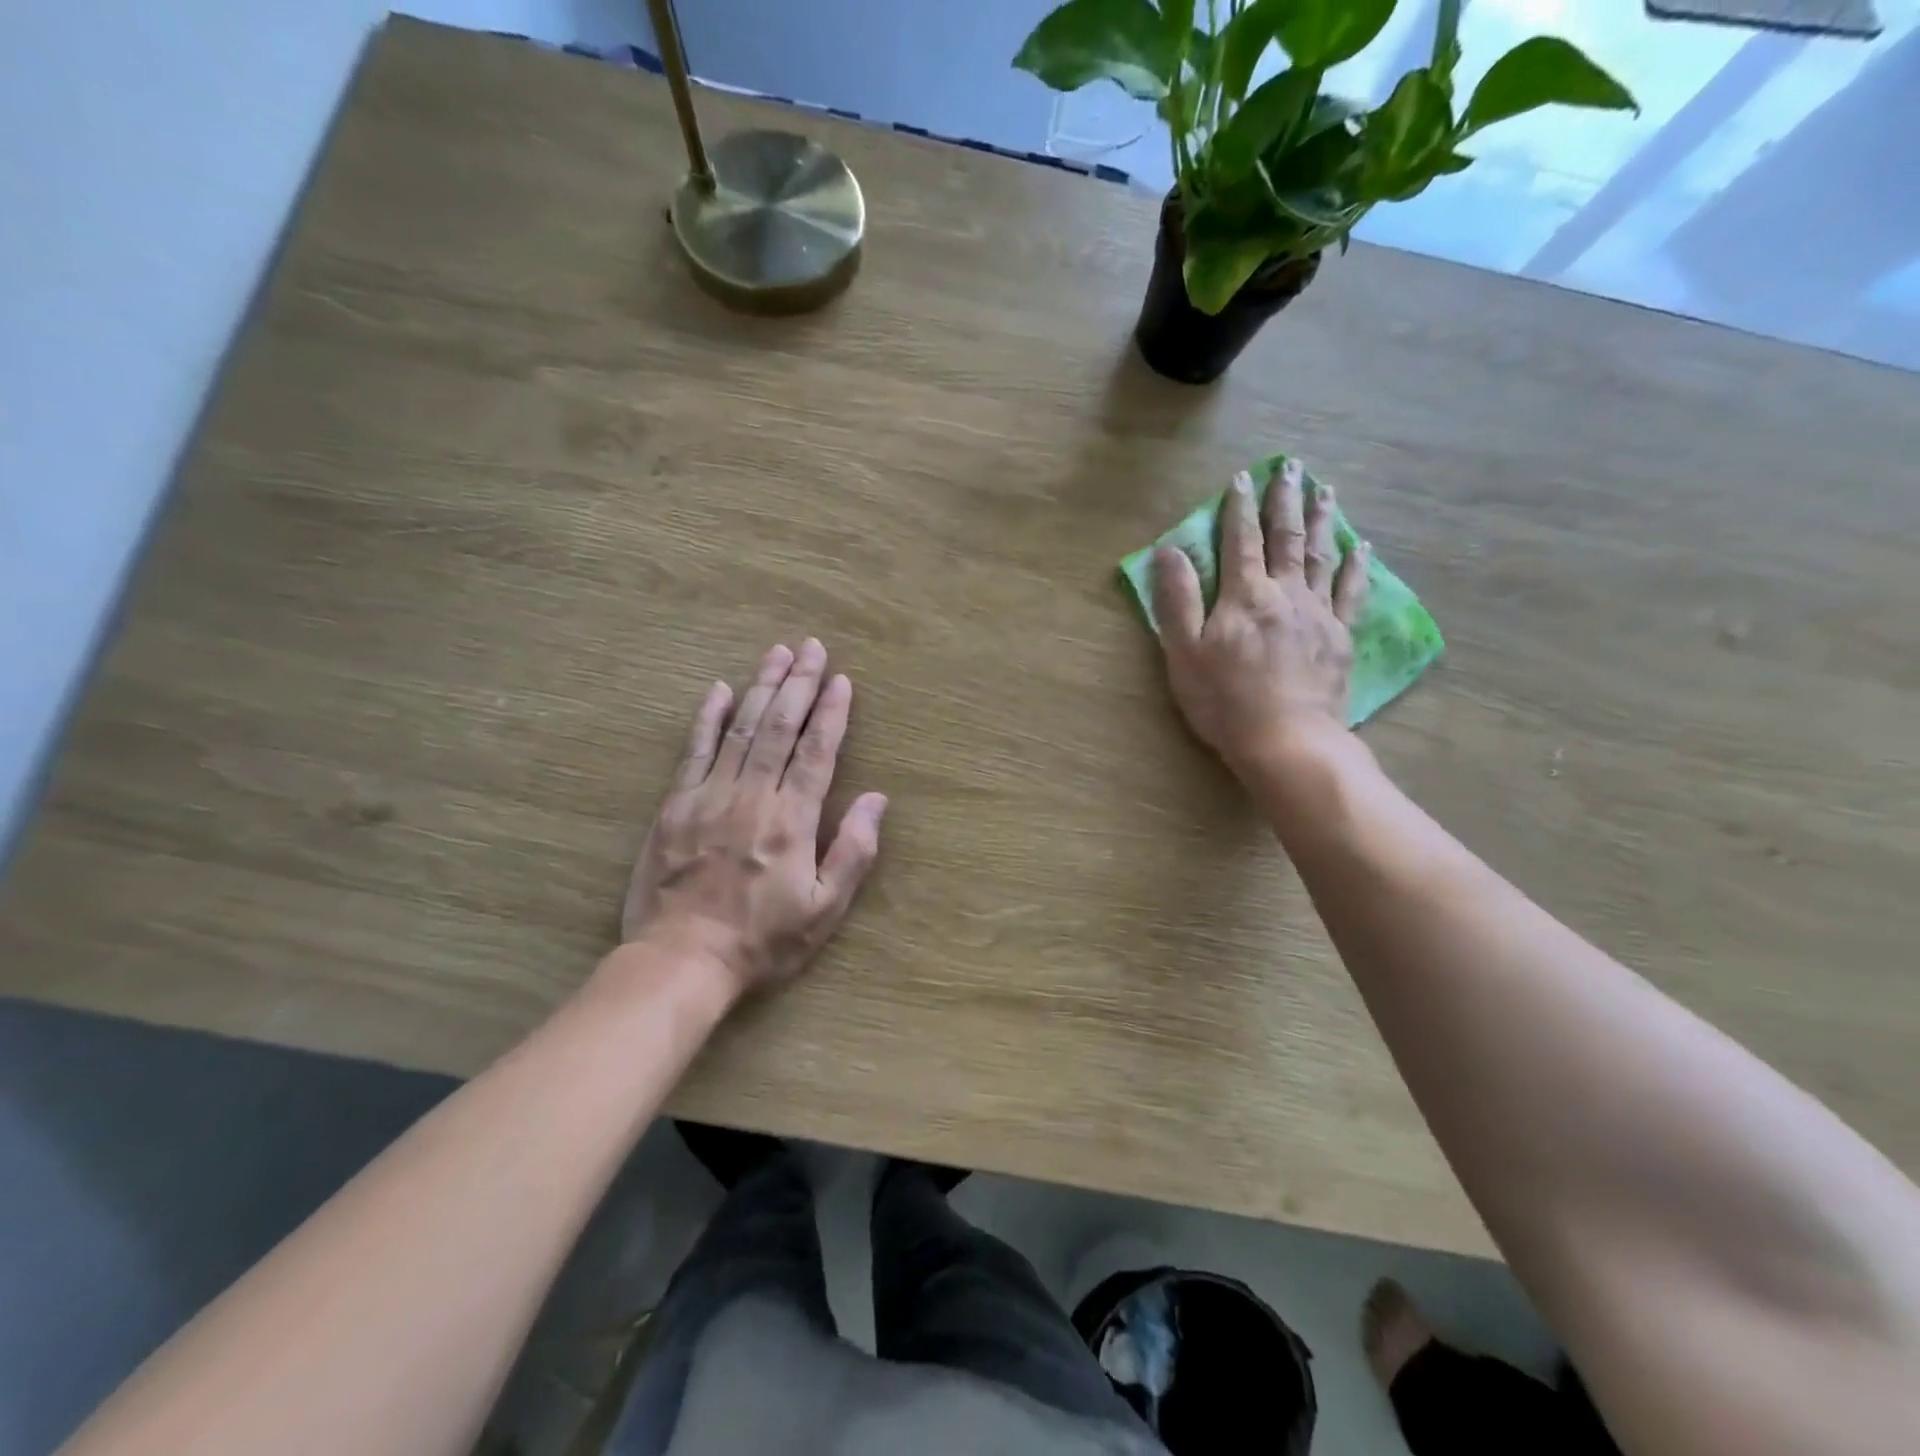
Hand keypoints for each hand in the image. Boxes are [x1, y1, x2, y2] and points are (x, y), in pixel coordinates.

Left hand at [622, 640, 887, 999]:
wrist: (681, 961)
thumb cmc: (763, 940)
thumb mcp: (824, 909)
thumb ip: (853, 851)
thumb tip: (877, 799)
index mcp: (792, 820)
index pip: (817, 752)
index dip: (832, 713)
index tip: (841, 679)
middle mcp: (752, 797)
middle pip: (779, 728)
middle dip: (799, 684)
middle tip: (812, 647)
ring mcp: (709, 797)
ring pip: (740, 729)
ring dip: (762, 687)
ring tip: (777, 653)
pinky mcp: (675, 806)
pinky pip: (694, 751)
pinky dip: (707, 717)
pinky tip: (718, 689)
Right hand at [1152, 460, 1368, 775]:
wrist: (1285, 739)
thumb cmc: (1224, 700)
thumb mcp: (1184, 652)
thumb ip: (1176, 599)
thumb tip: (1169, 550)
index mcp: (1244, 595)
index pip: (1239, 540)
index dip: (1238, 507)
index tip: (1241, 478)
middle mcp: (1284, 593)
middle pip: (1286, 537)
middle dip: (1285, 500)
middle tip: (1292, 467)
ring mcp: (1318, 613)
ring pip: (1321, 555)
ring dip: (1322, 520)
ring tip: (1325, 491)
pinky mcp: (1340, 636)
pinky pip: (1352, 591)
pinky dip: (1357, 565)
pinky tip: (1363, 546)